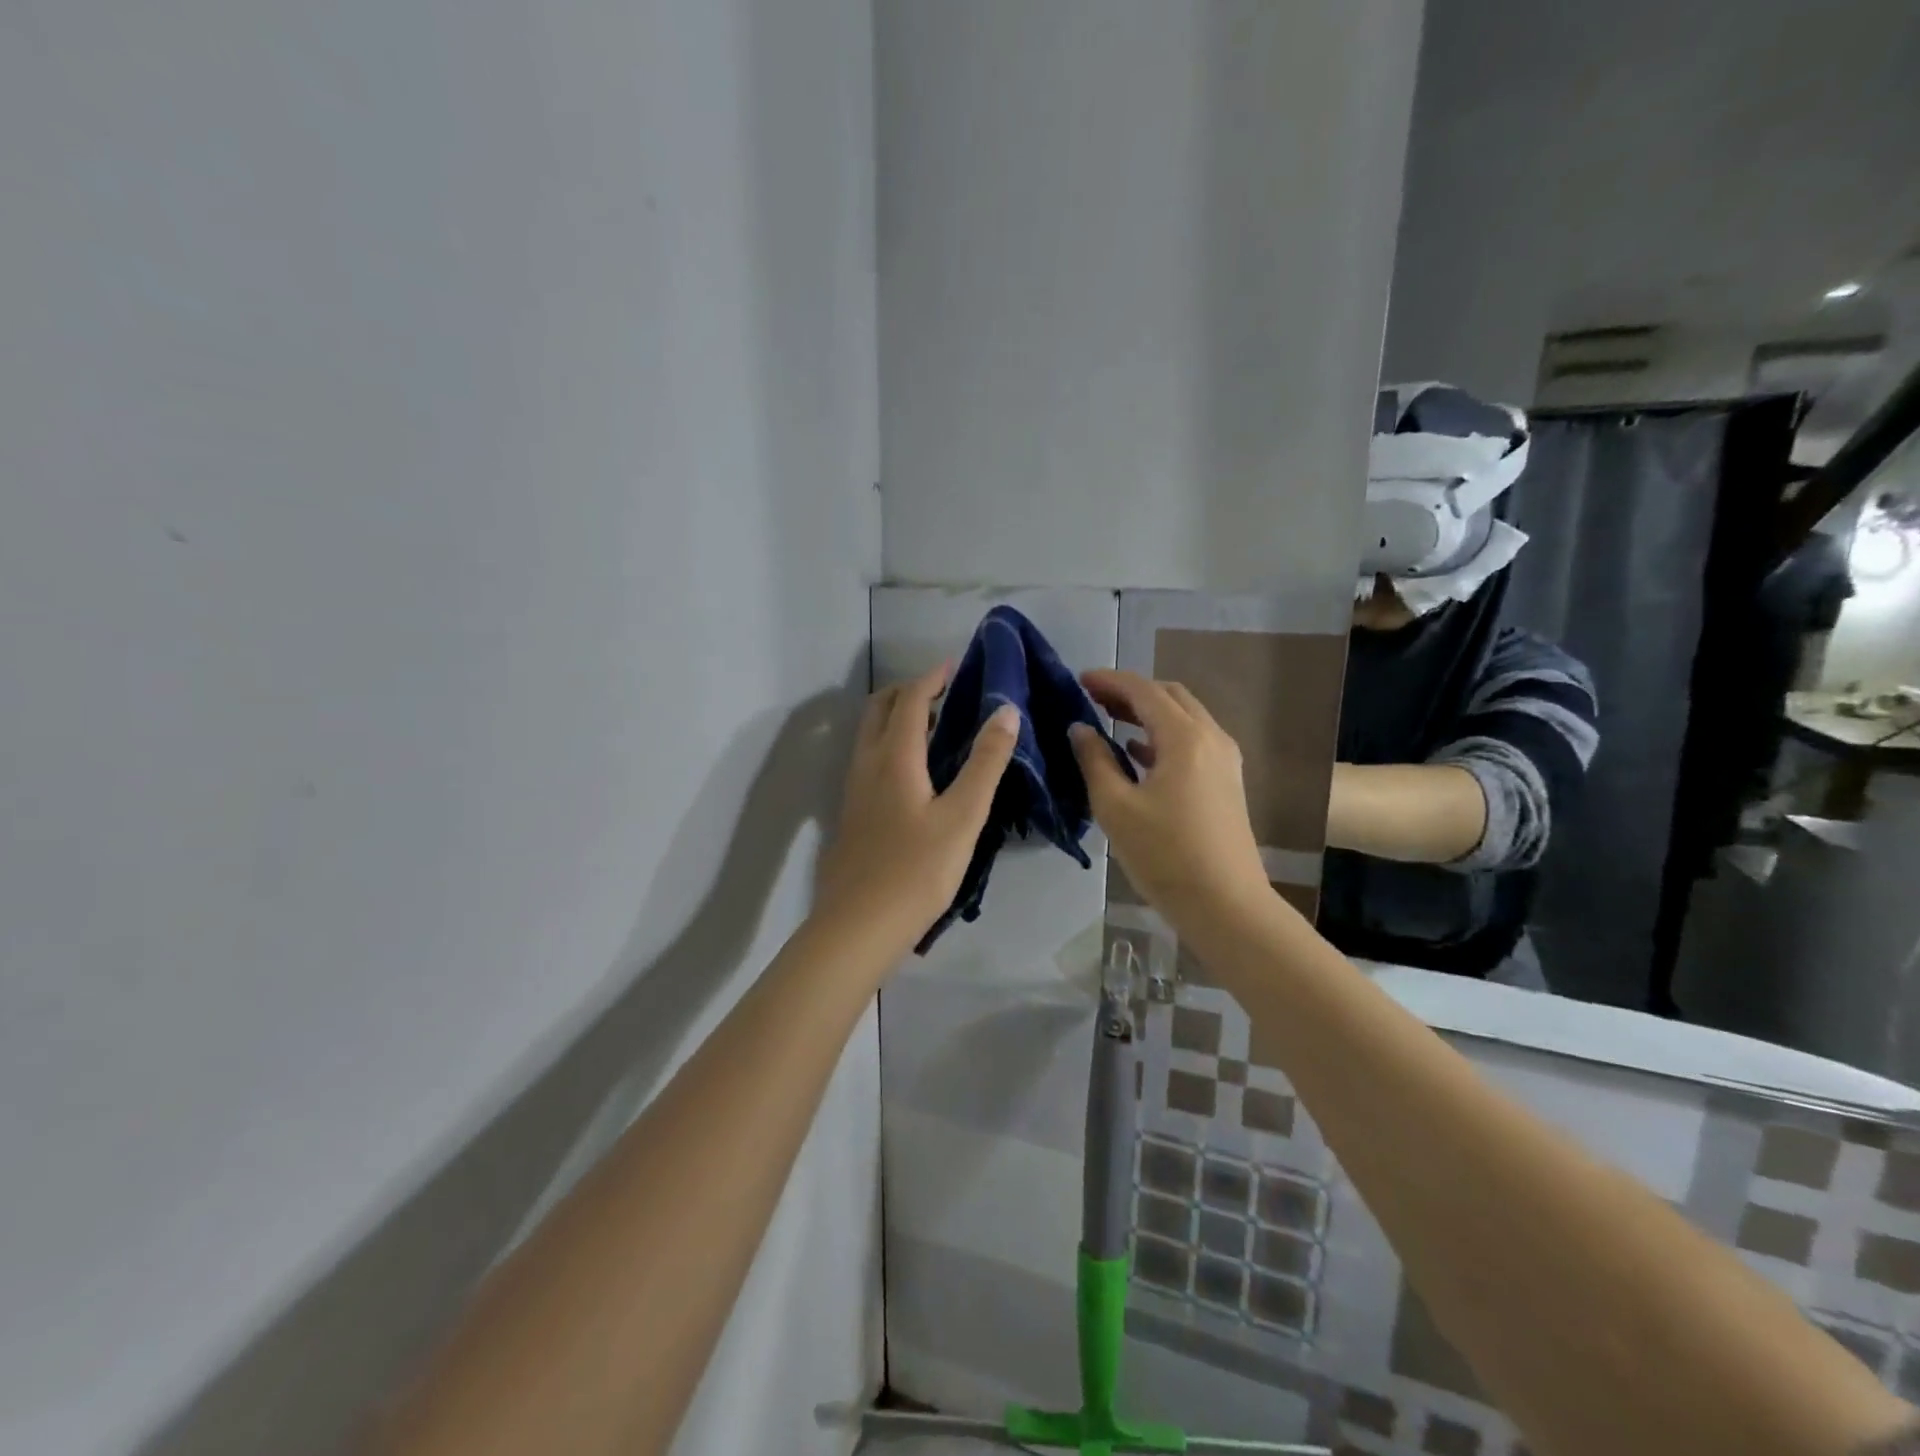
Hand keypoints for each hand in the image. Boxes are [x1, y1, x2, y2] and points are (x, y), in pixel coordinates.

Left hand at [814, 664, 1018, 959]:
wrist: (859, 925)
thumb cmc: (918, 870)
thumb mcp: (963, 816)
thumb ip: (985, 762)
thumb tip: (1005, 710)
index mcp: (894, 757)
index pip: (911, 700)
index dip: (933, 677)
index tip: (957, 664)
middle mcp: (867, 764)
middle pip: (880, 709)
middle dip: (909, 691)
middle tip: (944, 692)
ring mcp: (854, 790)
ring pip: (870, 735)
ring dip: (897, 718)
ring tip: (935, 727)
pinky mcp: (852, 814)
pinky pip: (869, 759)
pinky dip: (890, 744)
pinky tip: (915, 773)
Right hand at [1069, 670, 1270, 929]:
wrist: (1226, 905)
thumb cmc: (1165, 855)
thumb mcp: (1115, 807)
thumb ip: (1094, 761)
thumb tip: (1080, 729)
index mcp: (1185, 737)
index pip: (1144, 691)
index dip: (1110, 680)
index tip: (1079, 680)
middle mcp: (1211, 738)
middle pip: (1170, 696)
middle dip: (1131, 691)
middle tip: (1093, 698)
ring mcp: (1224, 760)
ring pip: (1184, 718)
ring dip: (1148, 712)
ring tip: (1109, 719)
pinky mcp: (1226, 782)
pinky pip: (1193, 741)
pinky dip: (1163, 735)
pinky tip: (1138, 753)